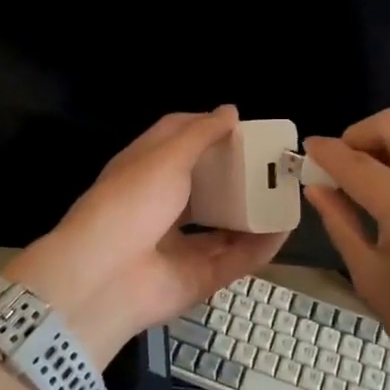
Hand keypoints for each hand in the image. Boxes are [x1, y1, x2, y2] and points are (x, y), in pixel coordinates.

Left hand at [6, 107, 287, 360]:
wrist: (104, 278)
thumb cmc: (131, 202)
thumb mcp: (165, 157)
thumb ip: (200, 135)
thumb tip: (230, 111)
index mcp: (144, 171)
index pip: (176, 142)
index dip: (206, 130)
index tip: (239, 125)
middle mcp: (161, 207)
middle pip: (205, 186)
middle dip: (236, 175)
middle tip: (271, 161)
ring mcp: (179, 245)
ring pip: (223, 226)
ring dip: (252, 211)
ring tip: (284, 194)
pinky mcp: (197, 278)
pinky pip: (235, 259)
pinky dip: (260, 246)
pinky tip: (284, 229)